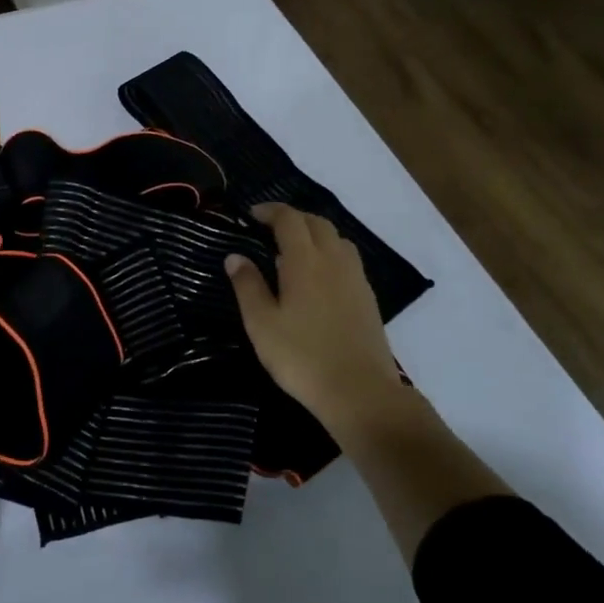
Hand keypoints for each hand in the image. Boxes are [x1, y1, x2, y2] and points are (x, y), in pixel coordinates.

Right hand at [225, 203, 408, 443]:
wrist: (360, 392)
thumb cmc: (301, 356)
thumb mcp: (261, 323)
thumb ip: (247, 285)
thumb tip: (235, 256)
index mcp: (304, 260)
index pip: (289, 219)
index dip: (270, 210)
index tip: (251, 214)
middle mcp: (333, 260)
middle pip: (316, 223)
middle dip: (293, 218)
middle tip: (269, 229)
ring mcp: (355, 279)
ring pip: (337, 239)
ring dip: (314, 234)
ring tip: (294, 250)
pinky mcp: (368, 298)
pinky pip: (348, 260)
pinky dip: (330, 254)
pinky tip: (318, 277)